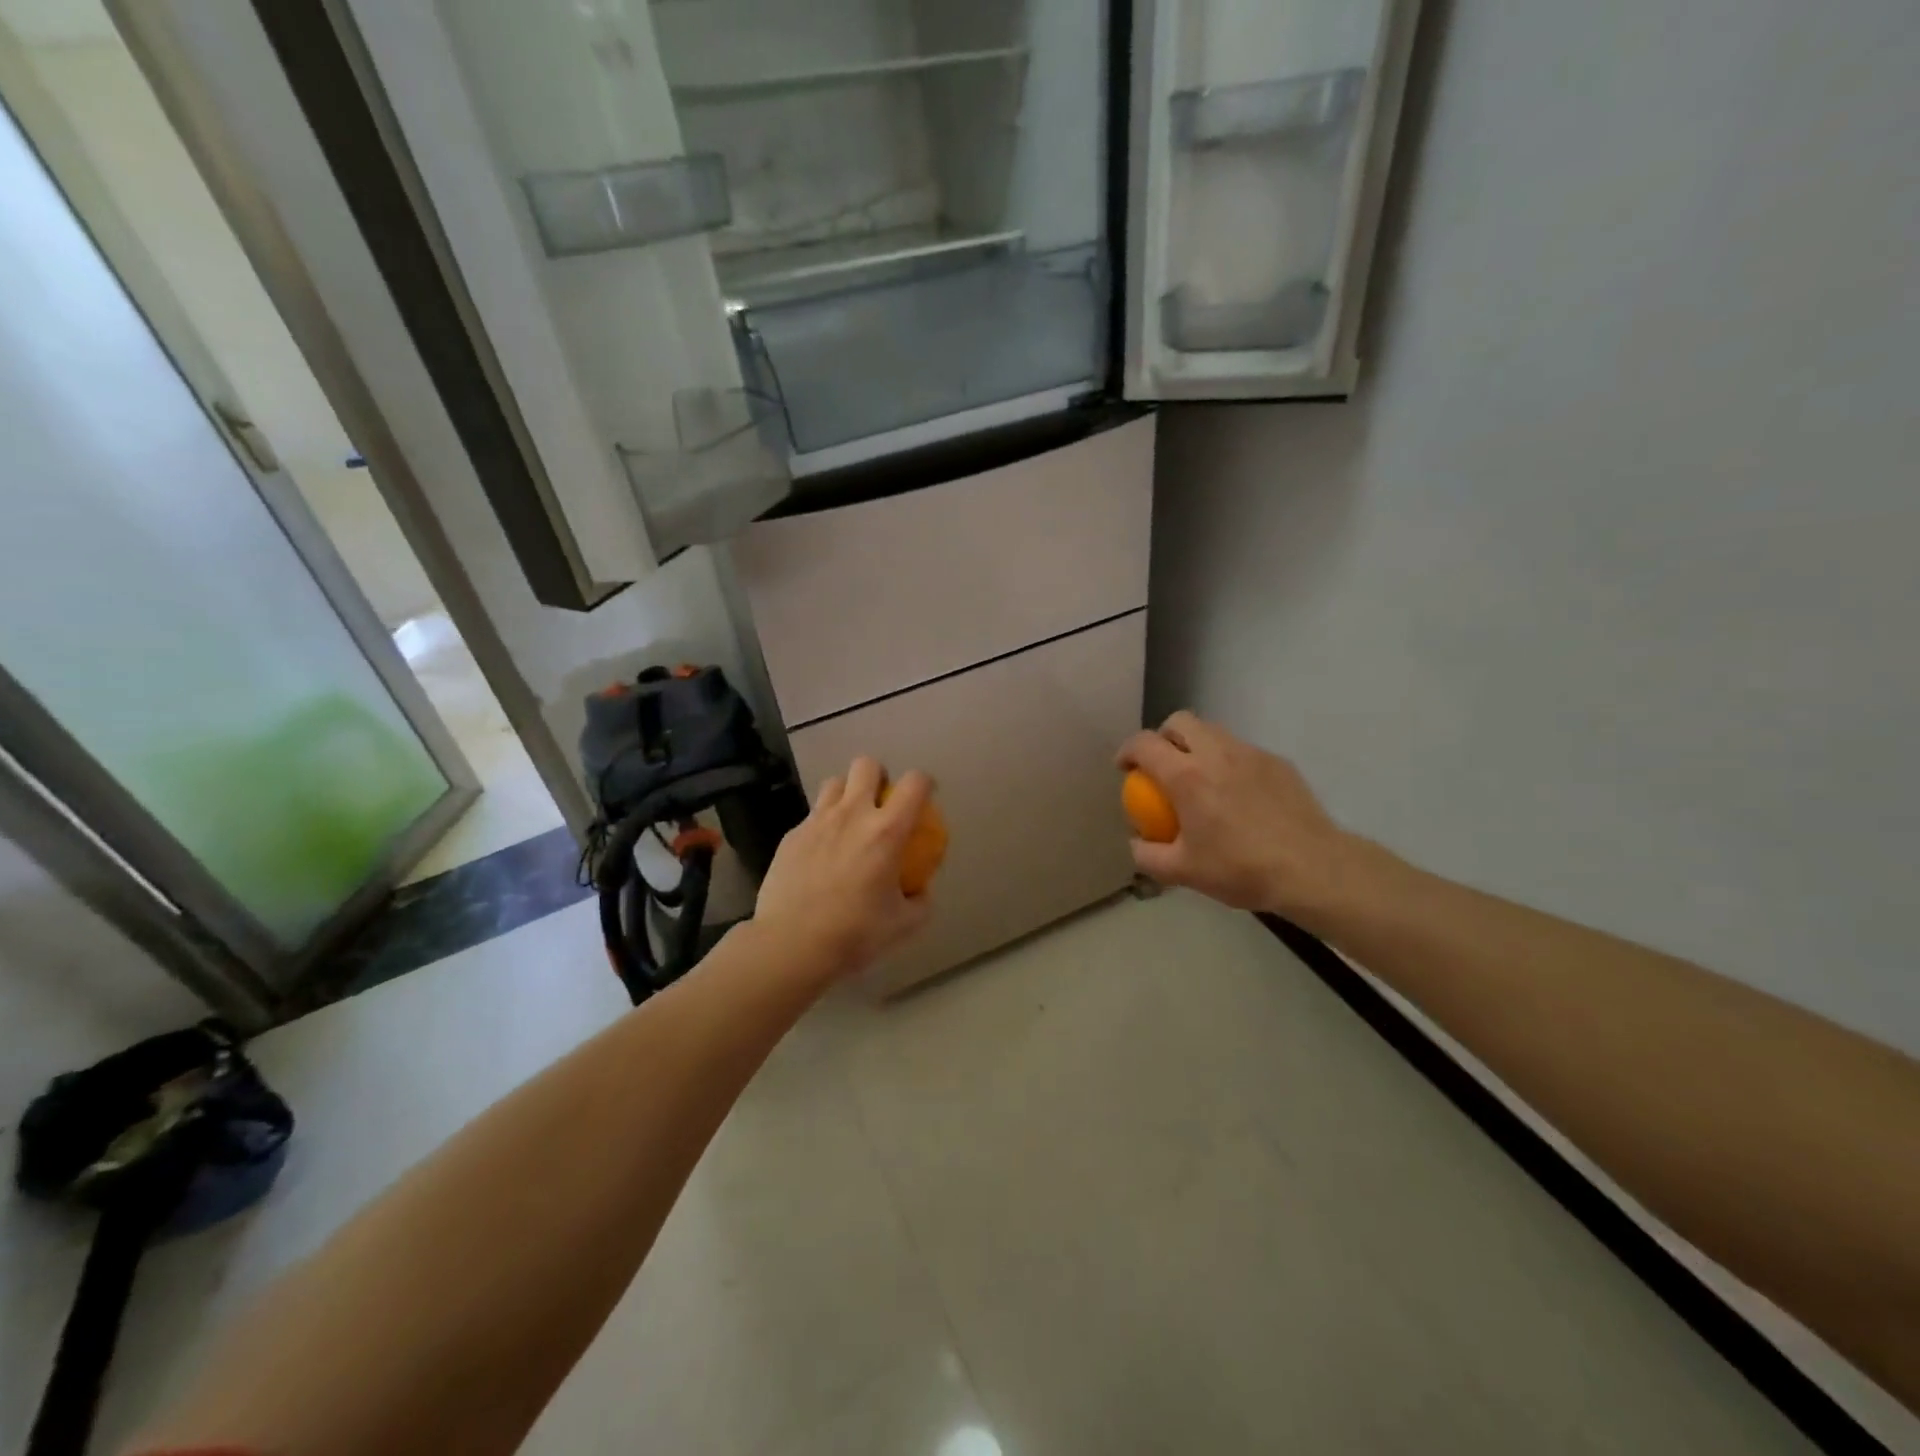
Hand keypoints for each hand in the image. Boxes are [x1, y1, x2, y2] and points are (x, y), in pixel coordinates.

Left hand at [752, 757, 934, 980]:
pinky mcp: (791, 835)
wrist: (791, 944)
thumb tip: (920, 890)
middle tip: (881, 802)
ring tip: (849, 821)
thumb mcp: (903, 925)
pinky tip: (821, 854)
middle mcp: (852, 815)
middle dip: (878, 776)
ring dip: (847, 794)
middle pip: (866, 765)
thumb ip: (920, 901)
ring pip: (834, 783)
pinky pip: (812, 816)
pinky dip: (822, 825)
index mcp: (887, 831)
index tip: (925, 797)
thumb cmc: (854, 934)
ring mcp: (817, 821)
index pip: (915, 783)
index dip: (925, 783)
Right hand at [1117, 712, 1372, 919]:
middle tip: (1161, 765)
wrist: (1312, 869)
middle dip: (1162, 736)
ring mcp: (1250, 753)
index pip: (1144, 744)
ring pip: (1213, 731)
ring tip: (1198, 777)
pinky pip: (1242, 750)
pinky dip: (1227, 761)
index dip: (1127, 751)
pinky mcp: (1277, 762)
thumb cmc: (1240, 869)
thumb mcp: (1182, 872)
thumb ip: (1147, 856)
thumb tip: (1136, 842)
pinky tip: (1236, 793)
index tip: (1125, 768)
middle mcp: (1215, 753)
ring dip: (1196, 745)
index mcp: (1186, 776)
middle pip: (1180, 721)